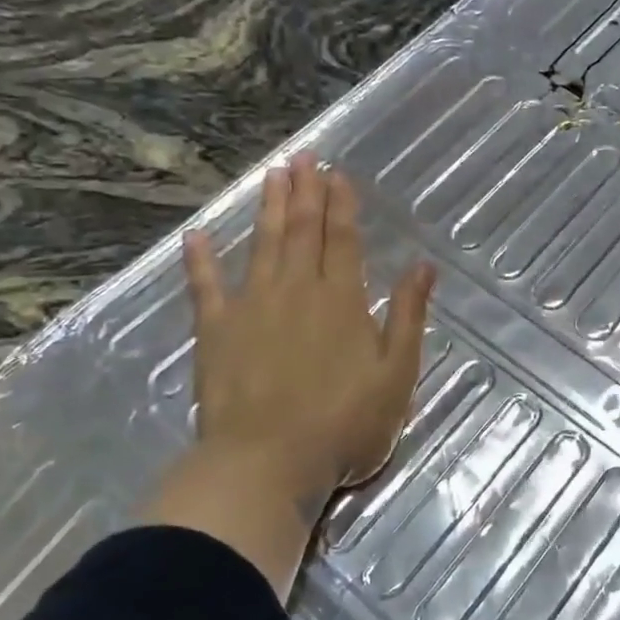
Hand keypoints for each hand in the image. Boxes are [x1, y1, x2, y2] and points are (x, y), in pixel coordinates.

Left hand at [144, 152, 434, 597]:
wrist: (268, 463)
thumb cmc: (344, 424)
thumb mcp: (397, 373)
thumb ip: (409, 316)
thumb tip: (423, 266)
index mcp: (342, 300)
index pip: (343, 238)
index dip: (341, 203)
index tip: (337, 173)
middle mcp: (298, 290)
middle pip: (302, 230)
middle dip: (305, 191)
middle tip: (303, 156)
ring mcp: (252, 307)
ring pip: (262, 245)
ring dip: (267, 208)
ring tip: (271, 174)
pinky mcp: (215, 332)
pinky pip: (205, 287)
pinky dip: (200, 260)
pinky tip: (196, 235)